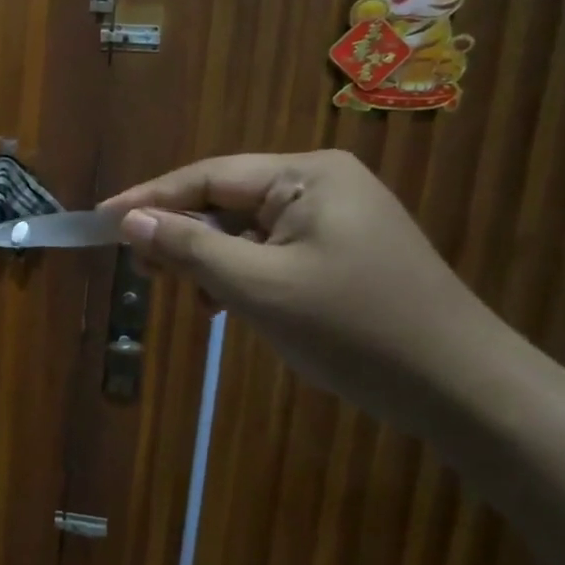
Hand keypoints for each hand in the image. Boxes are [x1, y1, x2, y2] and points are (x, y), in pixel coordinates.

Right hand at [100, 150, 515, 426]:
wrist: (463, 389)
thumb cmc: (354, 331)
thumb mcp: (258, 288)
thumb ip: (189, 247)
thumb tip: (130, 220)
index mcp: (306, 175)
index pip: (207, 177)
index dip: (150, 199)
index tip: (101, 220)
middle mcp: (321, 183)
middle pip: (226, 199)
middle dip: (181, 232)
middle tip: (139, 267)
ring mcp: (336, 217)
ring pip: (247, 229)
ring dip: (210, 258)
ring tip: (183, 293)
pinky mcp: (343, 250)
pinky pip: (273, 250)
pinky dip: (241, 273)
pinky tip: (225, 305)